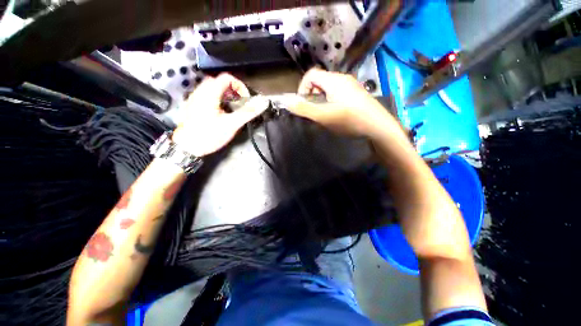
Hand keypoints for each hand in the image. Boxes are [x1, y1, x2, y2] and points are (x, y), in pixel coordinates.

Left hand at [172, 73, 266, 155]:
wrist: (188, 147)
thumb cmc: (209, 135)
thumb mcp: (231, 124)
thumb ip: (247, 113)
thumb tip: (262, 103)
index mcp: (210, 93)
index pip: (227, 78)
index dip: (239, 86)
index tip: (245, 99)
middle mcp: (200, 92)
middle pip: (219, 81)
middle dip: (232, 90)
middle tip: (240, 103)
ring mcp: (195, 98)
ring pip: (212, 88)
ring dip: (225, 95)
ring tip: (232, 108)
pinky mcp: (193, 106)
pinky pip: (206, 95)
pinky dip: (217, 99)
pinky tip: (221, 112)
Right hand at [287, 68, 403, 140]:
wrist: (378, 126)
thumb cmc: (350, 120)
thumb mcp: (324, 116)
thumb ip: (304, 109)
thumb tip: (286, 101)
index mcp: (334, 80)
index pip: (311, 75)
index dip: (302, 88)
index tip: (303, 104)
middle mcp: (343, 78)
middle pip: (319, 81)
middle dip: (312, 96)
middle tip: (315, 112)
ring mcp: (351, 86)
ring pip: (328, 88)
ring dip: (321, 100)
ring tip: (325, 115)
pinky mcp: (356, 94)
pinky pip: (337, 93)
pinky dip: (331, 102)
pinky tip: (337, 114)